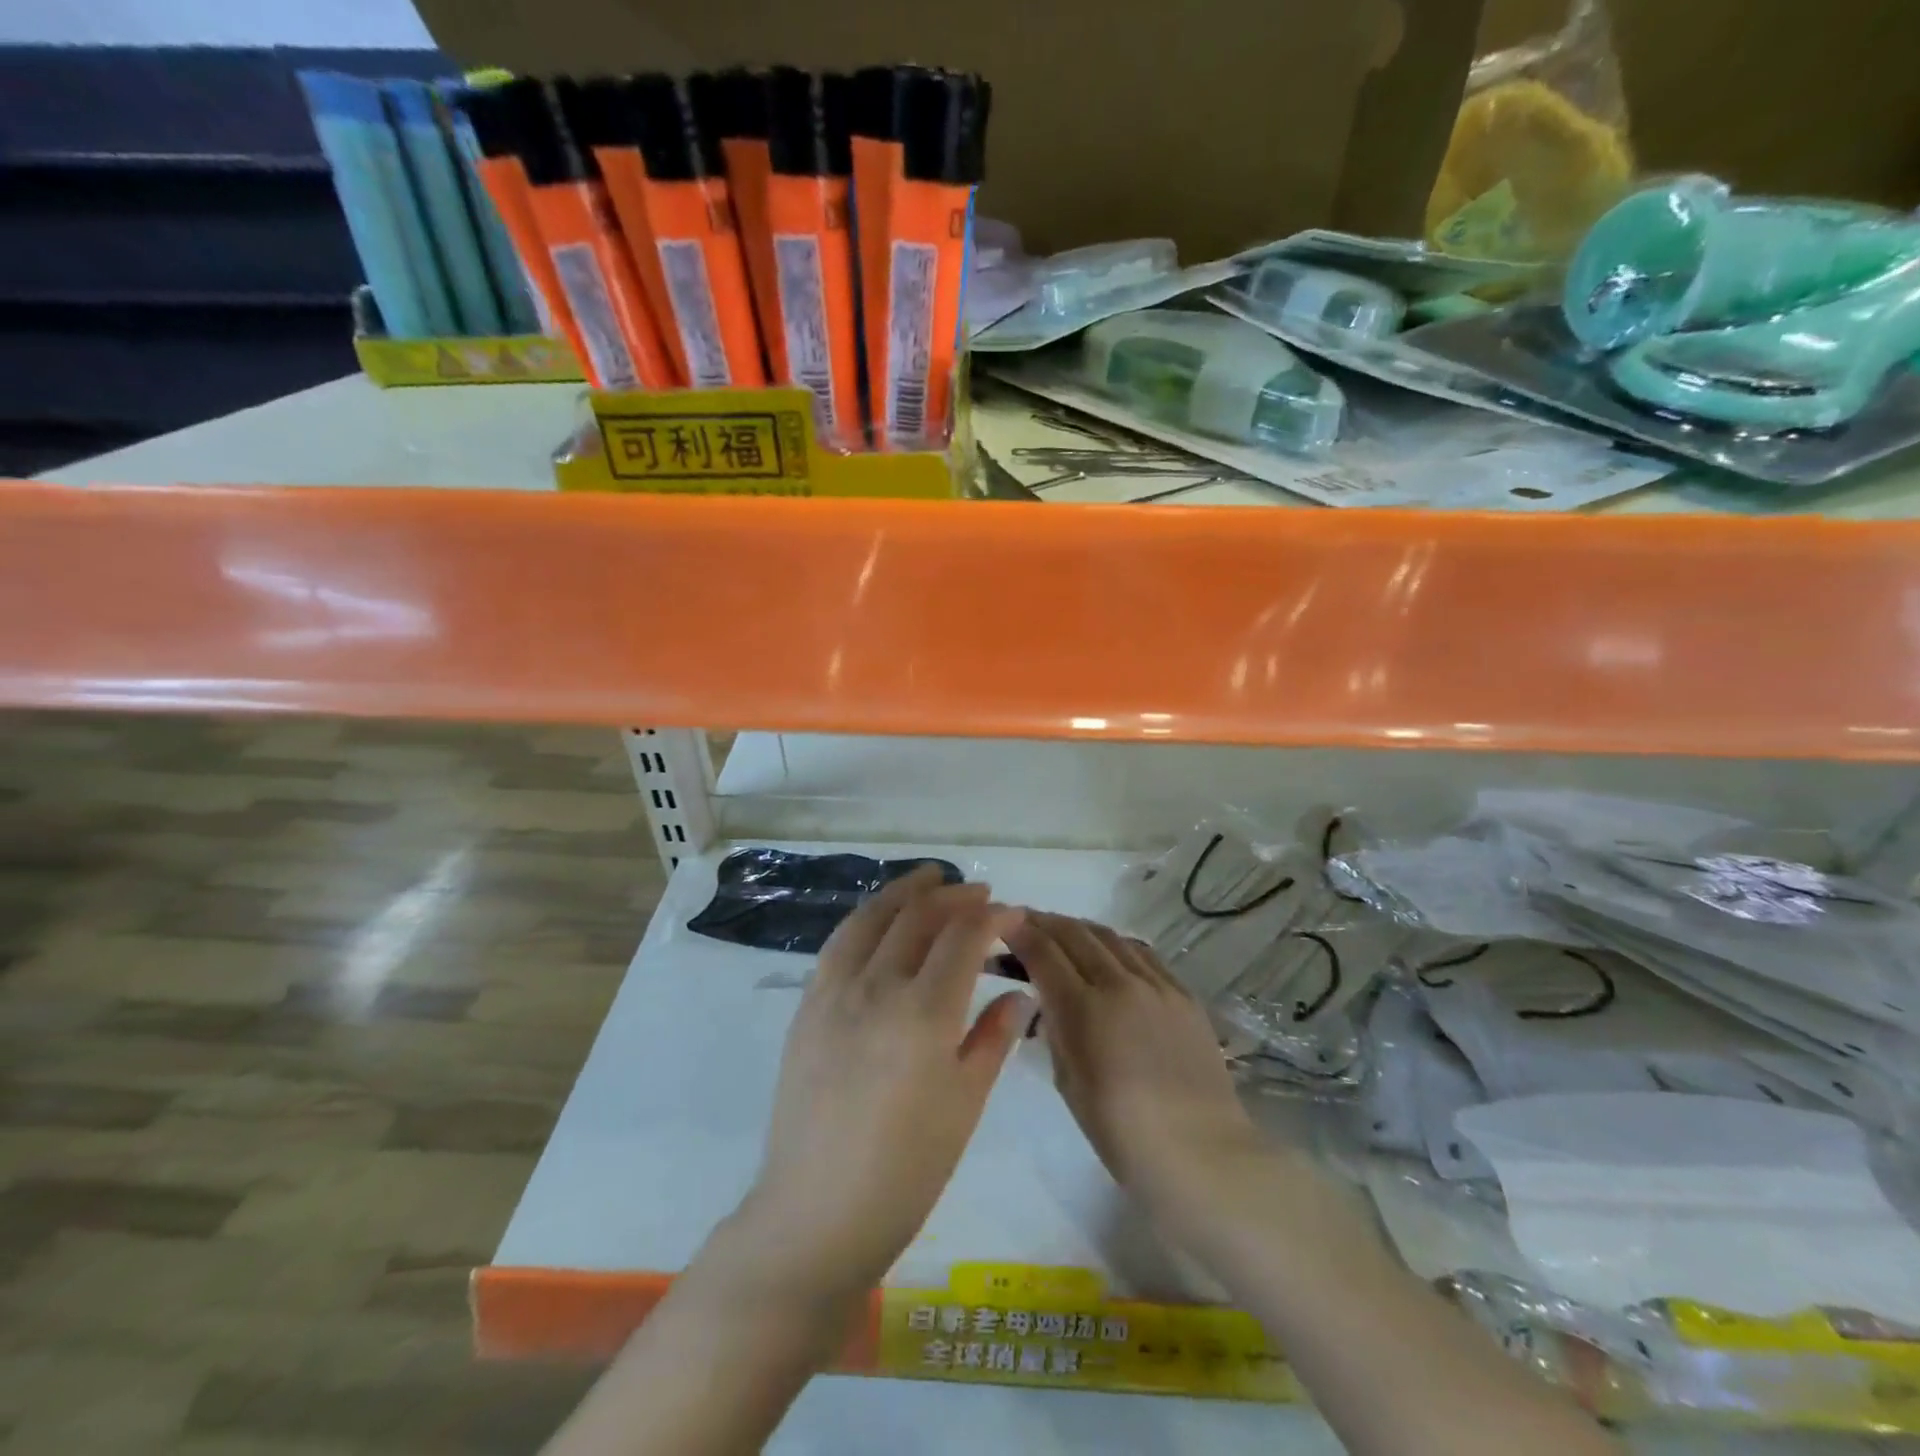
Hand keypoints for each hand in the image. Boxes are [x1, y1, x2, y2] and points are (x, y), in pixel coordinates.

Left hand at [742, 867, 1031, 1299]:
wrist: (817, 1213)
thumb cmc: (905, 1170)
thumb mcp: (964, 1105)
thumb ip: (993, 1038)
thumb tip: (1021, 994)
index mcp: (923, 1013)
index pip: (963, 938)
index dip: (992, 918)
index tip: (1014, 914)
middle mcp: (876, 986)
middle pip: (918, 917)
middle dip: (954, 896)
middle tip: (980, 893)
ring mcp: (834, 991)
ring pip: (873, 917)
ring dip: (905, 891)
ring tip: (930, 878)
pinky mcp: (807, 1005)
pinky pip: (840, 942)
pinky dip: (867, 917)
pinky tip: (880, 918)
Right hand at [1007, 913, 1263, 1208]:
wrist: (1201, 1153)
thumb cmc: (1122, 1132)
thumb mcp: (1069, 1082)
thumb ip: (1056, 1029)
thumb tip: (1050, 999)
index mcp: (1085, 1009)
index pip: (1043, 952)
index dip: (1018, 932)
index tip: (1001, 923)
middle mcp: (1120, 984)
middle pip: (1075, 933)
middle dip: (1044, 922)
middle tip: (1024, 921)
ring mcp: (1157, 985)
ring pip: (1110, 936)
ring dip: (1079, 929)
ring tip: (1062, 932)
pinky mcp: (1184, 993)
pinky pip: (1142, 954)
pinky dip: (1115, 945)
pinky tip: (1108, 953)